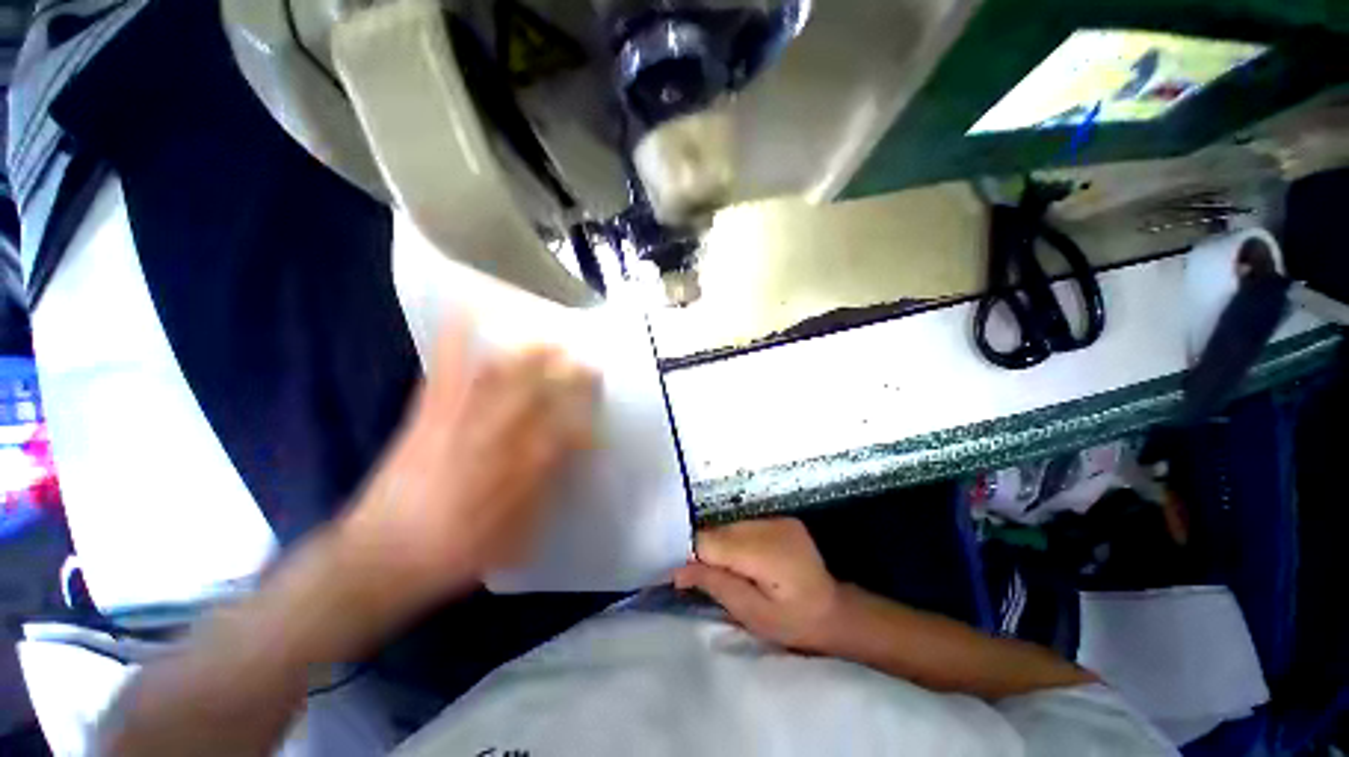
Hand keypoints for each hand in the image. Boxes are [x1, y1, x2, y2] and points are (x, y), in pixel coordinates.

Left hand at [339, 317, 598, 613]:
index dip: (584, 420)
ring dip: (523, 355)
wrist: (381, 557)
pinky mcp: (425, 417)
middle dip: (562, 376)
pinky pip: (441, 372)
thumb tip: (570, 457)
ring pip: (493, 379)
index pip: (561, 436)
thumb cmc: (454, 552)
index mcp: (511, 476)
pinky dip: (451, 341)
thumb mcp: (513, 538)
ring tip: (544, 340)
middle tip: (584, 362)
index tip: (599, 412)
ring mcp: (453, 424)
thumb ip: (546, 491)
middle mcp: (487, 442)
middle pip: (532, 397)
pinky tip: (463, 315)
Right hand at [674, 518, 841, 652]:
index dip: (693, 556)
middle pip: (720, 531)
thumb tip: (678, 570)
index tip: (683, 575)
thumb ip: (715, 585)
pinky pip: (746, 525)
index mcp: (764, 552)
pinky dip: (738, 540)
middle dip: (708, 552)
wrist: (835, 611)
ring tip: (733, 571)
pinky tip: (748, 559)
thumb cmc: (793, 623)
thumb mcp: (751, 614)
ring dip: (723, 545)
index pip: (711, 541)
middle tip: (708, 578)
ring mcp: (778, 520)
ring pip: (731, 526)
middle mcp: (770, 526)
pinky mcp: (782, 519)